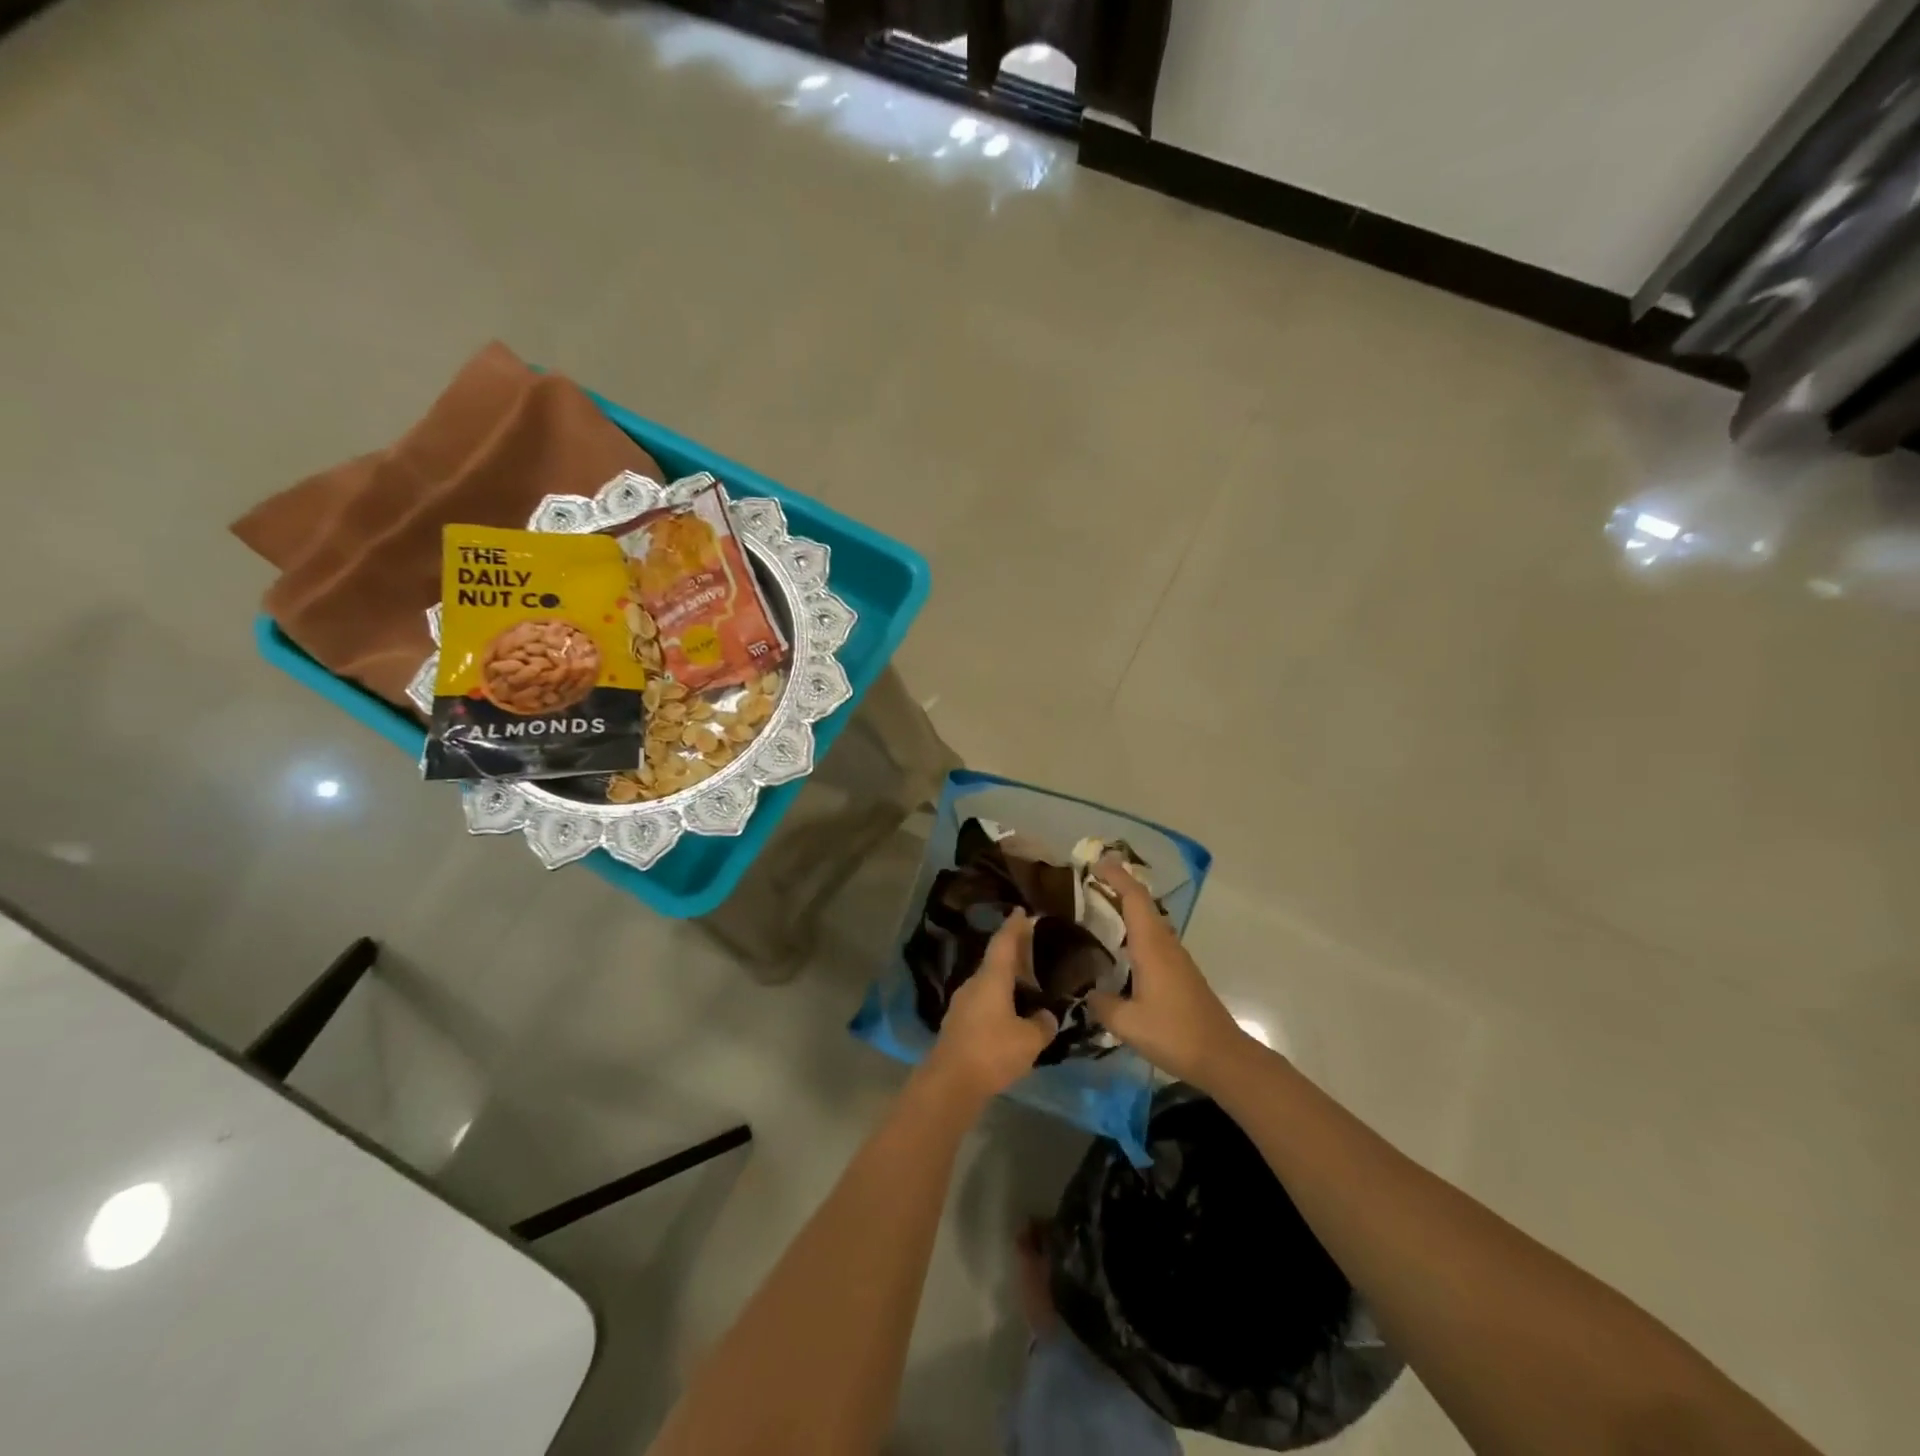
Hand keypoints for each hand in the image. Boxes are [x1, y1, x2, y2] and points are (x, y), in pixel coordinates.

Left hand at [923, 911, 1058, 1102]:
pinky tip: (1011, 1011)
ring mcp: (962, 1004)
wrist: (950, 1082)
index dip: (1014, 926)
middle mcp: (973, 984)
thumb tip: (1047, 1016)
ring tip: (1027, 981)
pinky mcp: (958, 1024)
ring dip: (1006, 978)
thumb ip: (1042, 1024)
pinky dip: (998, 997)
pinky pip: (983, 1000)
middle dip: (1014, 952)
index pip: (1004, 943)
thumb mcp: (1029, 1040)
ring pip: (988, 981)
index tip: (1022, 911)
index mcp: (991, 978)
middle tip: (1032, 945)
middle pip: (995, 960)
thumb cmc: (992, 1052)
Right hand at [1086, 860, 1252, 1086]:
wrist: (1223, 1058)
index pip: (1134, 897)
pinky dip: (1133, 930)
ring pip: (1148, 921)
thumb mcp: (1127, 1024)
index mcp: (1152, 946)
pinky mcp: (1180, 973)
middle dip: (1117, 887)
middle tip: (1086, 883)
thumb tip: (1085, 992)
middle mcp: (1165, 944)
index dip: (1116, 876)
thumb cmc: (1175, 1034)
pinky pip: (1152, 938)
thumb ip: (1101, 1004)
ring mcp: (1175, 958)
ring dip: (1126, 908)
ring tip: (1095, 910)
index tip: (1094, 863)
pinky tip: (1117, 948)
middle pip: (1142, 903)